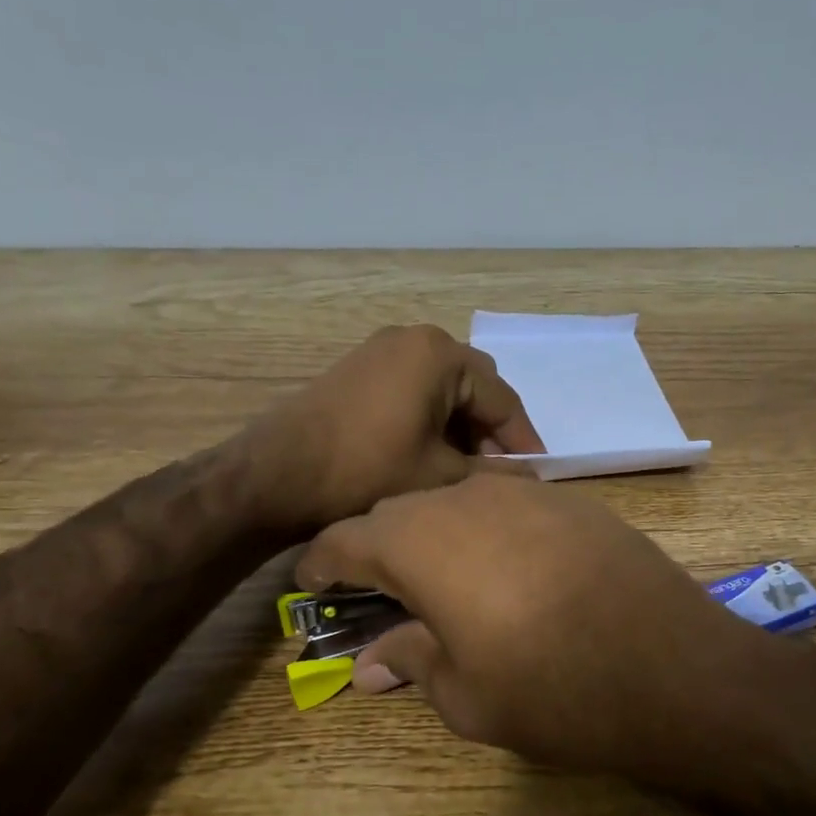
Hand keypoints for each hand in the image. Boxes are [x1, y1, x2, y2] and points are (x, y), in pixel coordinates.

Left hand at [248, 325, 544, 533]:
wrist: (276, 476)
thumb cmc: (368, 471)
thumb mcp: (441, 477)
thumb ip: (492, 473)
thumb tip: (528, 477)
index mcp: (441, 355)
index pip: (501, 398)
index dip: (523, 440)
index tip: (539, 474)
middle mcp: (415, 338)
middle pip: (475, 386)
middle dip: (492, 429)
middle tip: (502, 472)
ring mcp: (382, 349)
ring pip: (445, 388)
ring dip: (463, 425)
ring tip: (469, 469)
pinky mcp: (361, 369)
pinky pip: (415, 388)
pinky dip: (433, 417)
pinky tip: (435, 453)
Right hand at [295, 474, 788, 783]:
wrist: (672, 669)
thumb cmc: (551, 691)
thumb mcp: (465, 694)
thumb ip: (412, 661)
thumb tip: (369, 665)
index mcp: (421, 541)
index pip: (346, 538)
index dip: (322, 562)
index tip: (312, 584)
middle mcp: (468, 499)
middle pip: (401, 511)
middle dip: (380, 546)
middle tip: (381, 590)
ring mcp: (528, 493)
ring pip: (458, 501)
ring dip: (438, 534)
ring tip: (446, 578)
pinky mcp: (576, 502)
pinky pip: (511, 505)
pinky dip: (491, 531)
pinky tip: (511, 569)